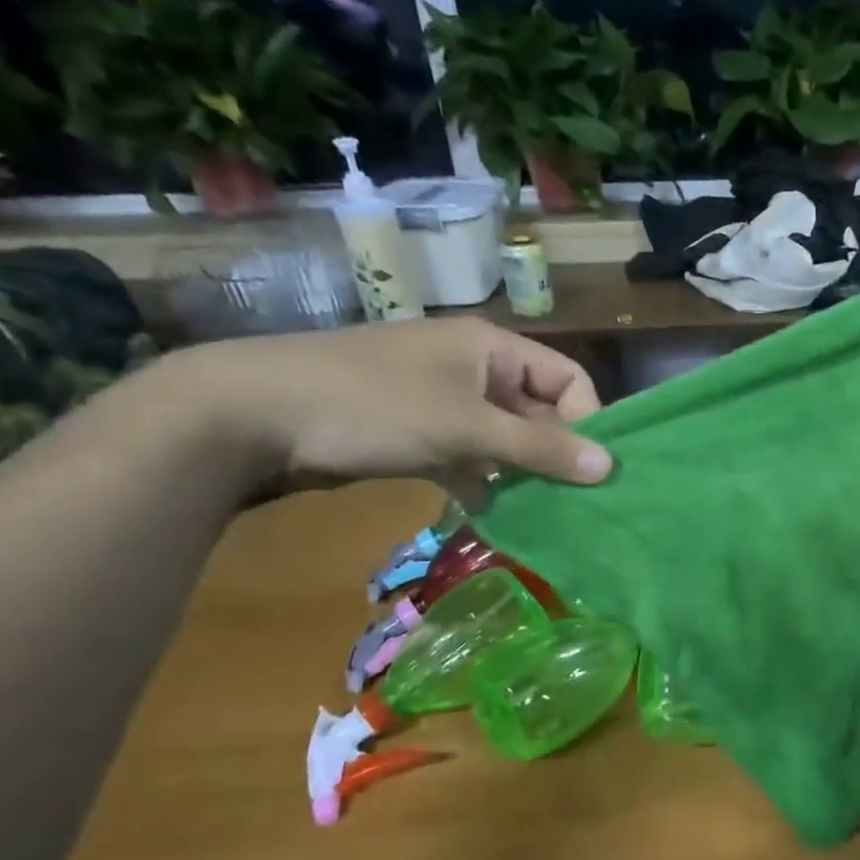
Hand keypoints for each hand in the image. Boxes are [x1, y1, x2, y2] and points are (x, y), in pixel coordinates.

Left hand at [165, 318, 611, 492]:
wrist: (250, 414)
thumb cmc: (373, 407)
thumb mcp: (466, 428)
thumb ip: (540, 449)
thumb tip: (609, 467)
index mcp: (493, 348)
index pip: (568, 379)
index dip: (587, 421)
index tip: (588, 470)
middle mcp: (474, 367)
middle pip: (538, 411)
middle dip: (553, 454)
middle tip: (567, 500)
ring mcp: (442, 399)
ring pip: (503, 437)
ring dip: (519, 472)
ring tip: (534, 511)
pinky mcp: (415, 429)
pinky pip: (468, 453)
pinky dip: (481, 479)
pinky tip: (485, 509)